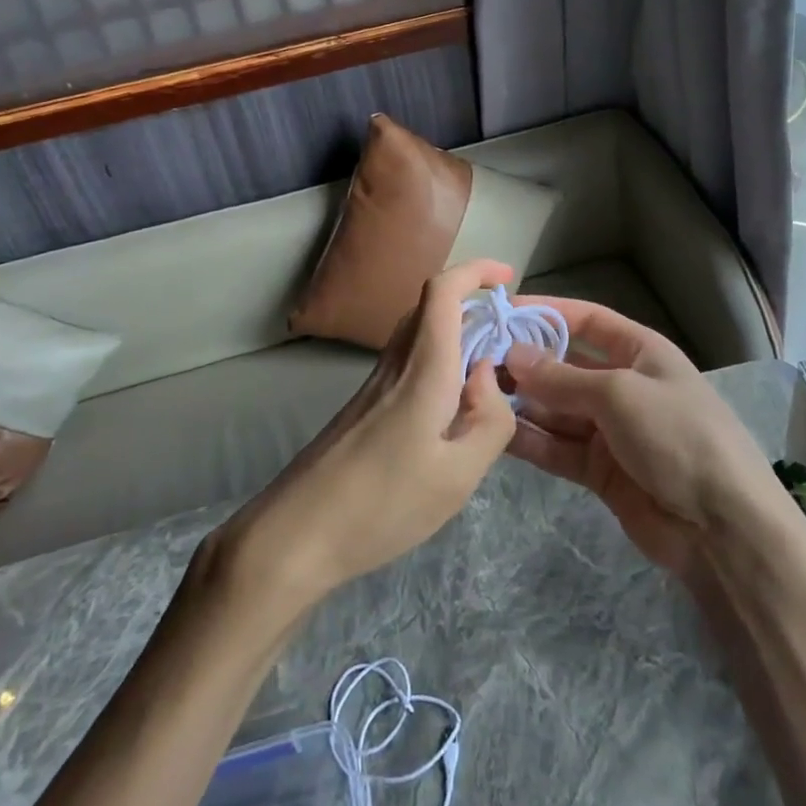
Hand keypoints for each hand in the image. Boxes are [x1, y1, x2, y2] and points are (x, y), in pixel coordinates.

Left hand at [221, 260, 518, 610]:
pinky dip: (439, 361)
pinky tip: (453, 408)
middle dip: (473, 302)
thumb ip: (490, 421)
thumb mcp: (458, 476)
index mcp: (423, 370)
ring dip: (456, 333)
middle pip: (430, 306)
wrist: (297, 534)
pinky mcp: (364, 406)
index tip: (508, 277)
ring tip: (489, 373)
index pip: (443, 292)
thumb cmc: (383, 505)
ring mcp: (375, 383)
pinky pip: (408, 362)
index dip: (476, 271)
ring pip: (418, 334)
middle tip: (509, 335)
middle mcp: (396, 364)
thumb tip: (487, 374)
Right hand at [502, 298, 776, 578]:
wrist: (723, 528)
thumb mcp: (619, 395)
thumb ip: (561, 378)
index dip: (546, 313)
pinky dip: (529, 439)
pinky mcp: (599, 470)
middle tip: (474, 360)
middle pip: (564, 366)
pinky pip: (556, 447)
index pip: (586, 321)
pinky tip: (493, 432)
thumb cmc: (677, 436)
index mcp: (640, 352)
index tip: (502, 312)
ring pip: (555, 408)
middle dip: (524, 363)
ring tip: (474, 394)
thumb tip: (511, 354)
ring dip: (520, 402)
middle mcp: (622, 384)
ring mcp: (610, 429)